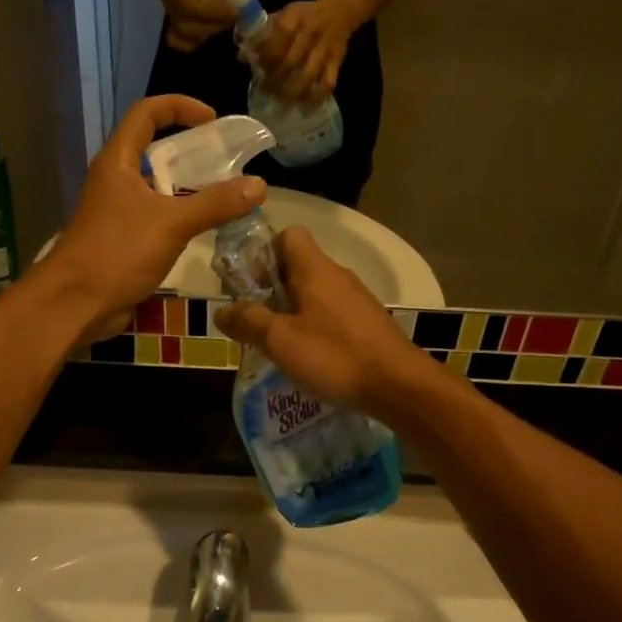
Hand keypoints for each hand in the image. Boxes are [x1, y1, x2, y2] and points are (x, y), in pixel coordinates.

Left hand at [44, 96, 265, 340]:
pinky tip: (205, 228)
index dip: (179, 106)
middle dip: (192, 150)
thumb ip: (216, 203)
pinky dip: (181, 214)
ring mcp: (118, 209)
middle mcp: (116, 178)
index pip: (147, 113)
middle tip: (227, 162)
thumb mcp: (172, 223)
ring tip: (225, 194)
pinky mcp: (123, 237)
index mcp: (119, 161)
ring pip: (158, 185)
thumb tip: (259, 184)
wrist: (76, 303)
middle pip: (155, 148)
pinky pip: (157, 214)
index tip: (213, 120)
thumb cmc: (118, 252)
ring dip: (189, 186)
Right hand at [214, 228, 435, 417]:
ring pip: (315, 293)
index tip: (250, 285)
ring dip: (292, 311)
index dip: (263, 253)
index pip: (288, 235)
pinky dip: (315, 327)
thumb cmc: (335, 356)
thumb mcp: (281, 341)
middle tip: (255, 321)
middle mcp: (338, 276)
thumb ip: (248, 322)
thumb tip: (222, 310)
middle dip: (271, 289)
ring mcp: (357, 300)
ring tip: (277, 344)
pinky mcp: (368, 324)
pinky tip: (309, 358)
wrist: (399, 385)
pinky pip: (332, 314)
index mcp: (315, 269)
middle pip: (298, 266)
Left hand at [253, 0, 353, 102]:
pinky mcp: (336, 61)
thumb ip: (262, 34)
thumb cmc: (304, 15)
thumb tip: (241, 56)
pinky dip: (316, 97)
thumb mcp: (283, 14)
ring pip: (308, 75)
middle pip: (291, 61)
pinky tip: (305, 109)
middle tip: (264, 91)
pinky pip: (328, 83)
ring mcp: (324, 49)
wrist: (340, 11)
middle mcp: (310, 33)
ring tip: (281, 104)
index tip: (257, 68)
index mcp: (295, 17)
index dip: (267, 56)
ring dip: (292, 93)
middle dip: (275, 79)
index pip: (279, 38)